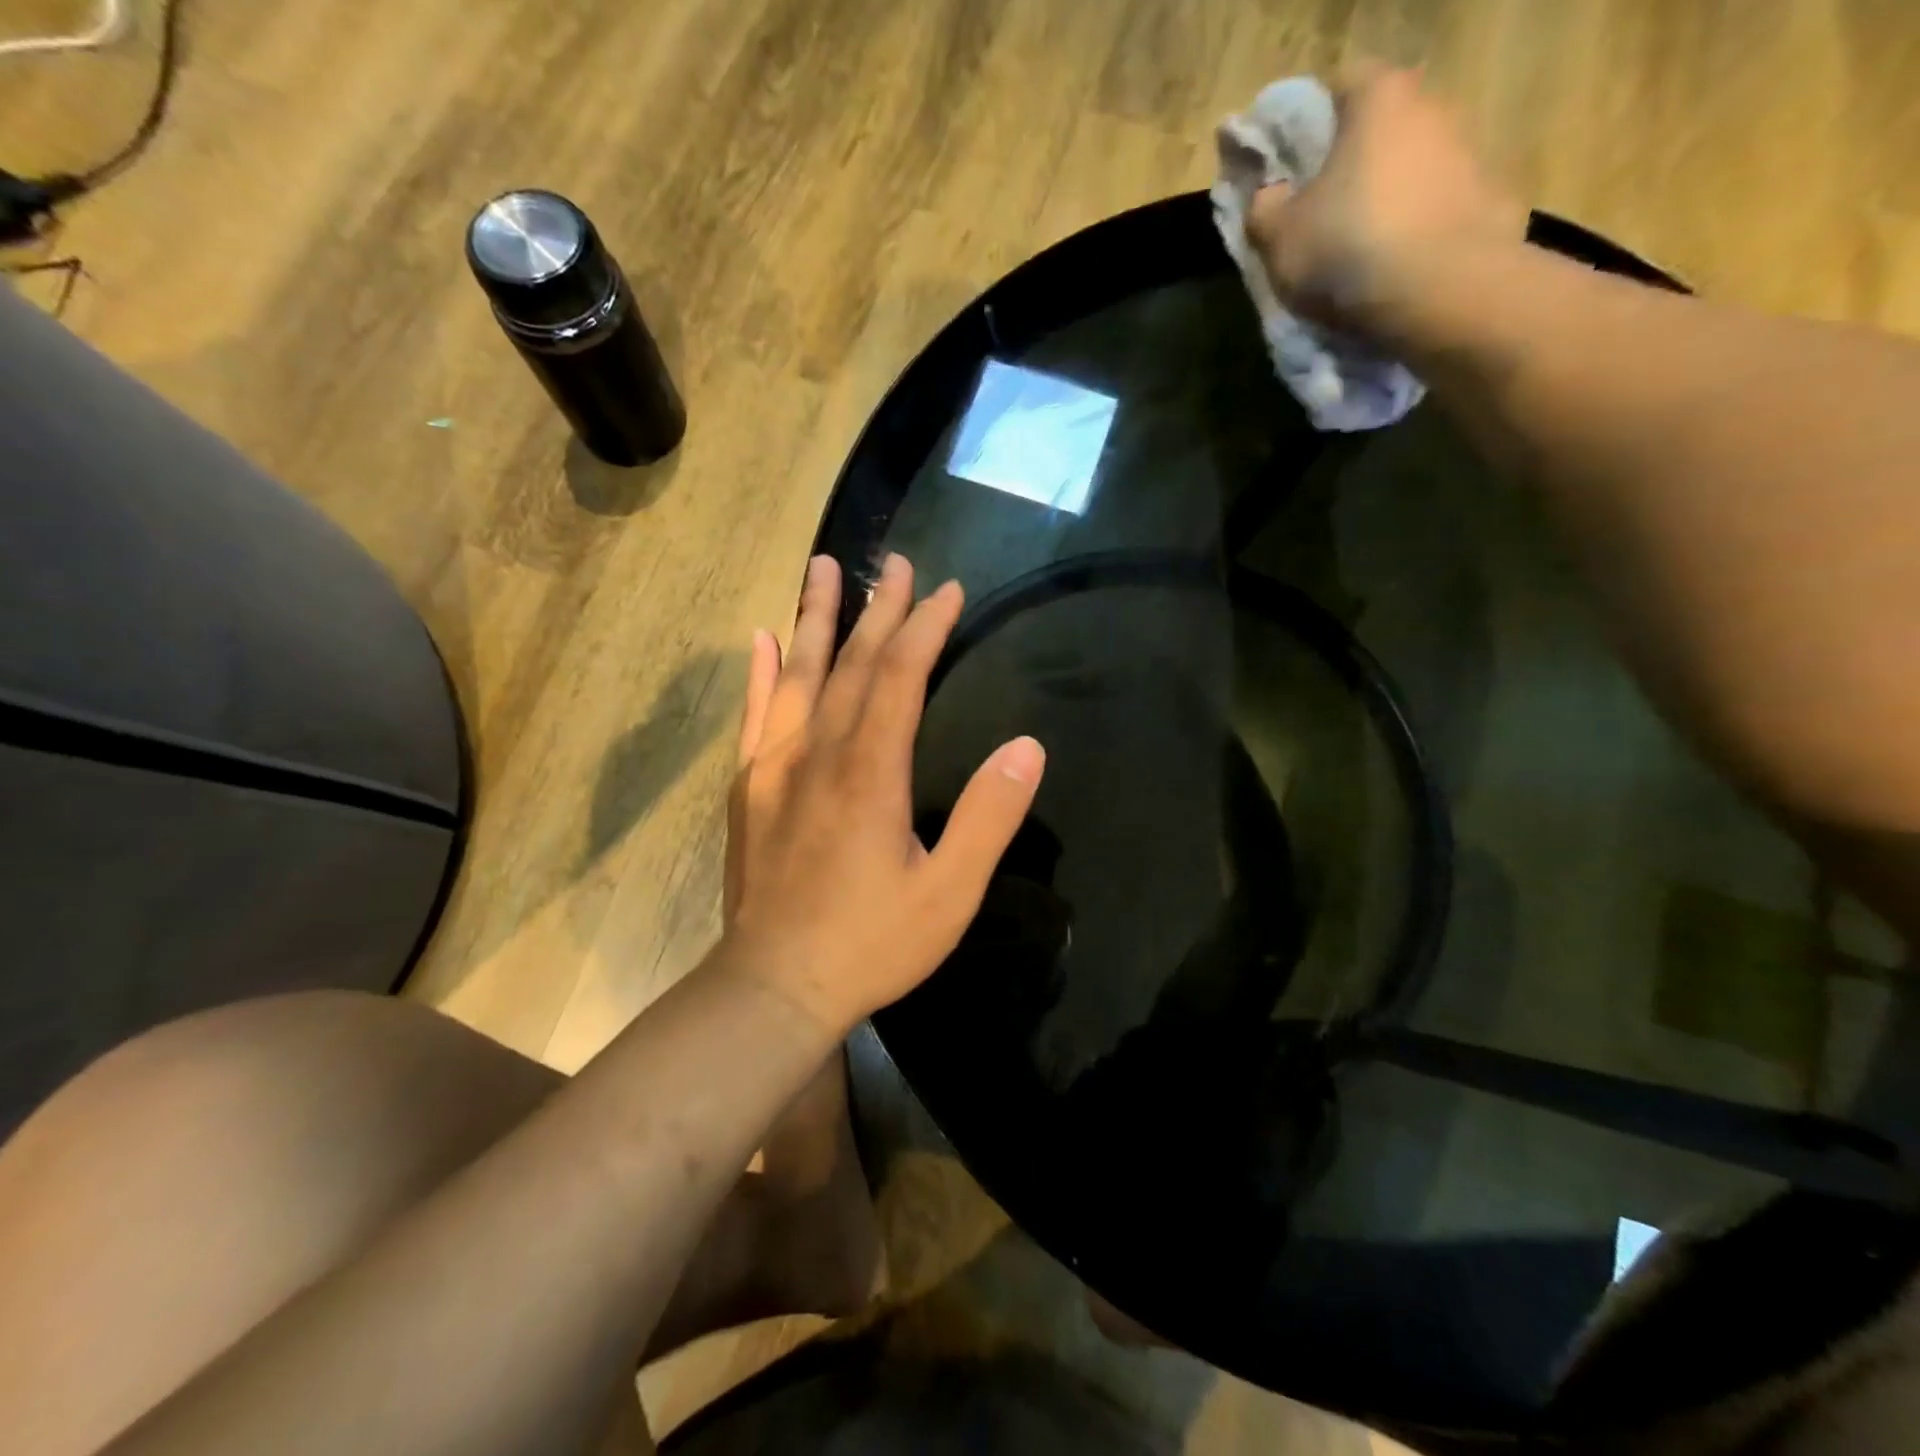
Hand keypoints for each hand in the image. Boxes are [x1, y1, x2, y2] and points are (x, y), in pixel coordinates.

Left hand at [720, 553, 1045, 1034]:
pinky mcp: (748, 789)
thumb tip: (1027, 748)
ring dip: (813, 619)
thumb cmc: (870, 943)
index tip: (946, 590)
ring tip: (821, 569)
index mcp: (870, 771)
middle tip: (893, 562)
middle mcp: (818, 753)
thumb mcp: (949, 892)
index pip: (900, 677)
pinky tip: (762, 640)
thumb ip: (988, 817)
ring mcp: (774, 767)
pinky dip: (760, 673)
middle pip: (852, 664)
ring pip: (796, 675)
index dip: (924, 628)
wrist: (773, 987)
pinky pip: (755, 715)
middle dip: (877, 609)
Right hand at [1247, 64, 1525, 341]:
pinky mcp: (1490, 199)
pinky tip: (1398, 271)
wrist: (1439, 292)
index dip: (1313, 124)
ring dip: (1389, 201)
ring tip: (1362, 255)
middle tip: (1323, 216)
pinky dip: (1419, 232)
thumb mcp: (1279, 238)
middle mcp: (1432, 108)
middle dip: (1354, 165)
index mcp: (1378, 100)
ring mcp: (1469, 151)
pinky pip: (1440, 210)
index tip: (1295, 168)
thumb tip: (1270, 196)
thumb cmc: (1346, 249)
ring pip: (1413, 170)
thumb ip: (1265, 209)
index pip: (1341, 85)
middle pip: (1383, 127)